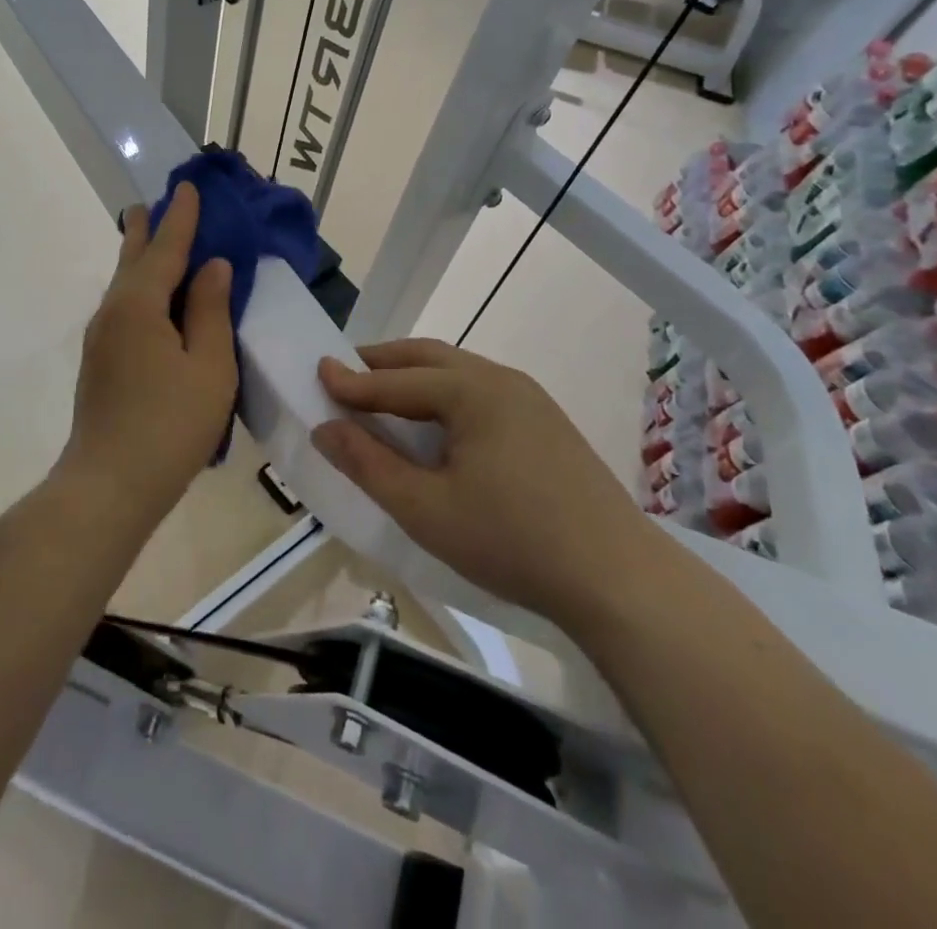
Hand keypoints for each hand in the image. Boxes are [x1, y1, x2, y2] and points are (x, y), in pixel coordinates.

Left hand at [56, 182, 237, 521]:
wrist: (110, 485)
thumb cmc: (170, 425)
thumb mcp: (209, 366)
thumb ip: (211, 311)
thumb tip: (212, 266)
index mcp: (140, 305)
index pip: (166, 249)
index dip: (181, 218)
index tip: (189, 187)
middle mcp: (113, 312)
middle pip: (133, 260)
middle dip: (147, 230)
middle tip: (152, 203)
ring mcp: (101, 339)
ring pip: (124, 285)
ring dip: (140, 258)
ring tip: (149, 238)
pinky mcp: (100, 362)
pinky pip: (124, 308)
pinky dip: (140, 288)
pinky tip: (149, 298)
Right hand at [312, 339, 659, 633]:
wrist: (620, 580)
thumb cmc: (512, 541)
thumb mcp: (425, 509)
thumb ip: (368, 464)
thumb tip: (324, 428)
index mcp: (471, 391)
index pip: (396, 380)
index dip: (351, 381)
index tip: (315, 372)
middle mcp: (501, 380)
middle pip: (429, 357)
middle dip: (383, 363)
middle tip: (346, 375)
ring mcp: (530, 399)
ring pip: (458, 372)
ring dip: (415, 376)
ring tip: (385, 396)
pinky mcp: (547, 423)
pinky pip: (481, 392)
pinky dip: (445, 394)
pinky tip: (438, 424)